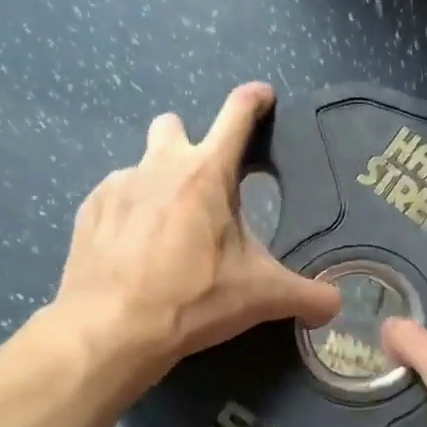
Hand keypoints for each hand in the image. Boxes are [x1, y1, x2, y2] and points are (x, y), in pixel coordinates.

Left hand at [50, 83, 341, 379]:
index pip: (237, 115)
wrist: (111, 329)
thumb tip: (337, 305)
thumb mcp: (260, 296)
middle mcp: (160, 165)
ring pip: (142, 164)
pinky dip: (128, 213)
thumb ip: (306, 295)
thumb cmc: (193, 299)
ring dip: (158, 184)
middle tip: (202, 187)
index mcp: (207, 173)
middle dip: (189, 143)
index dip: (254, 100)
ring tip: (166, 232)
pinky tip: (133, 250)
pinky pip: (115, 196)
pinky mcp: (89, 209)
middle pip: (174, 125)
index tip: (263, 97)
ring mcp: (118, 184)